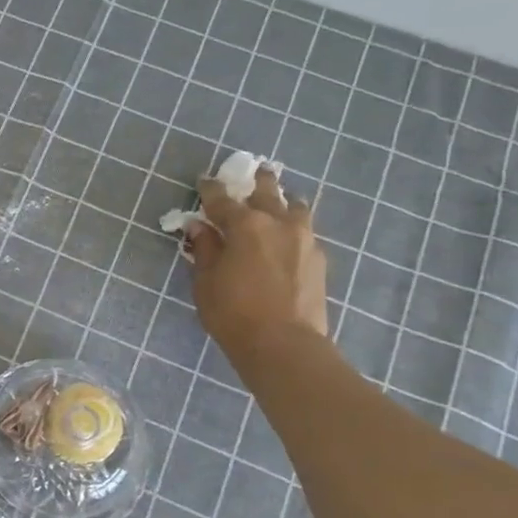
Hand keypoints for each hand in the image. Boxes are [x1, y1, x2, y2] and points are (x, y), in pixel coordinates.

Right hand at [184, 165, 329, 364]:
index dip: (210, 189)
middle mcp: (278, 223)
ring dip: (282, 201)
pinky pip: (305, 231)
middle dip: (257, 181)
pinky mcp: (319, 259)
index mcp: (245, 225)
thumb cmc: (232, 312)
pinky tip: (287, 238)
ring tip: (277, 203)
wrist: (283, 344)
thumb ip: (205, 249)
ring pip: (295, 207)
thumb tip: (199, 226)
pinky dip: (293, 227)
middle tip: (253, 172)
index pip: (222, 198)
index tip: (204, 180)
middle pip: (267, 191)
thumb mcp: (206, 282)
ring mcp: (304, 239)